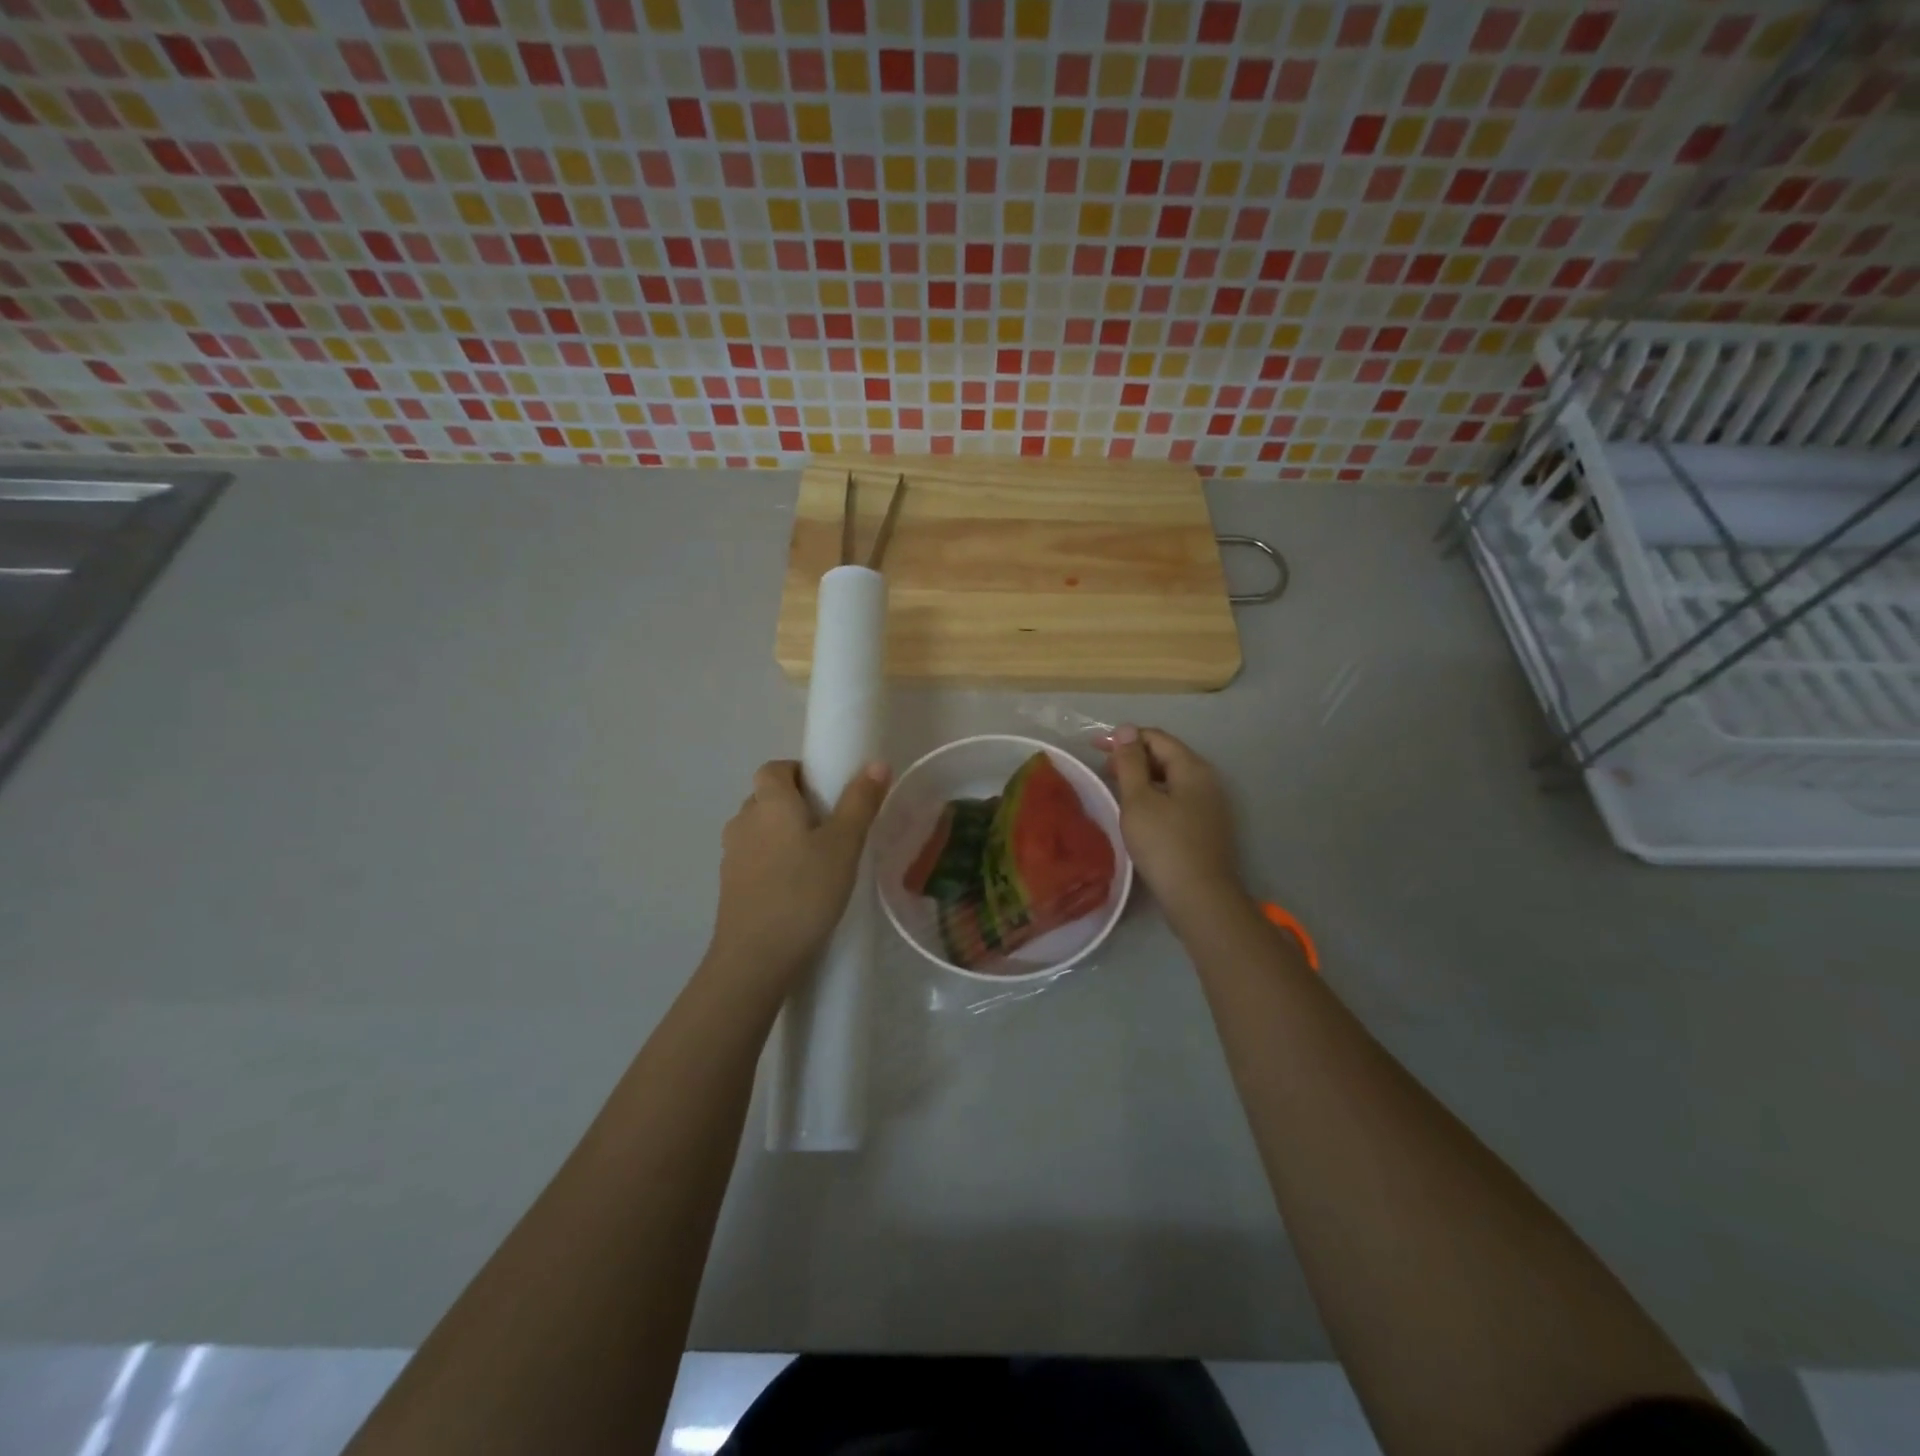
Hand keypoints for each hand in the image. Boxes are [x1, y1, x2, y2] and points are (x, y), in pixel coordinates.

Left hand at [707, 759, 890, 989]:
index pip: (775, 768)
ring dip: (784, 835)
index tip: (828, 792)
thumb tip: (876, 763)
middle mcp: (743, 821)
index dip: (799, 772)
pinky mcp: (730, 886)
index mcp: (769, 802)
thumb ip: (860, 802)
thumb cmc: (804, 892)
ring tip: (818, 860)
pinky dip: (774, 862)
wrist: (755, 958)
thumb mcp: (843, 845)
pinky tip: (798, 888)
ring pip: (760, 830)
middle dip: (796, 804)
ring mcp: (732, 855)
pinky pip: (755, 859)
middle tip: (832, 827)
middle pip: (767, 798)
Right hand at [1106, 727, 1247, 928]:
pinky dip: (1154, 796)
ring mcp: (1209, 805)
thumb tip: (1126, 729)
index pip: (1156, 737)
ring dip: (1143, 777)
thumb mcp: (1139, 800)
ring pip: (1171, 779)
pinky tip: (1137, 812)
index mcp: (1192, 768)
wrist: (1199, 897)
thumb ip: (1130, 763)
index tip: (1094, 747)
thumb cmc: (1164, 844)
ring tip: (1115, 788)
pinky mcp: (1205, 827)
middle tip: (1103, 769)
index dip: (1124, 737)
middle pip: (1167, 756)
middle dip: (1133, 757)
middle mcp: (1206, 780)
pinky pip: (1176, 799)